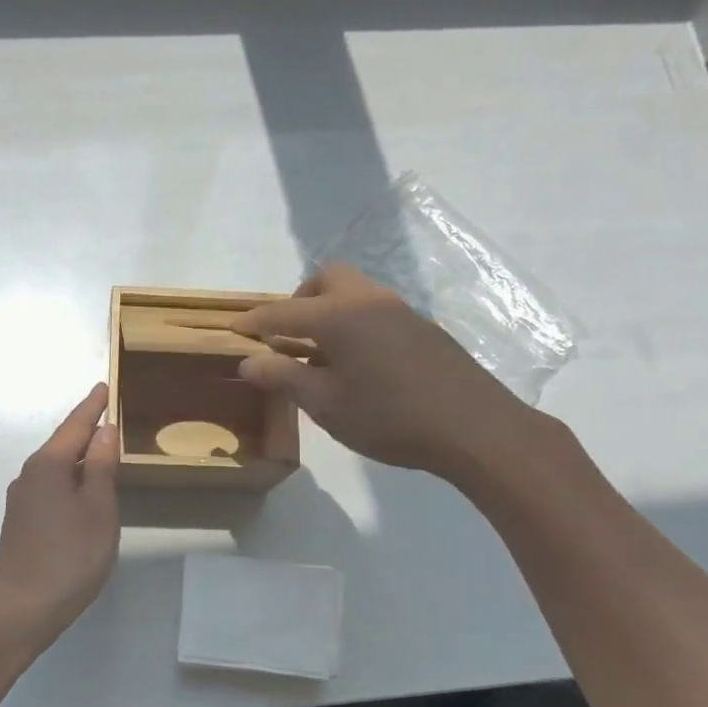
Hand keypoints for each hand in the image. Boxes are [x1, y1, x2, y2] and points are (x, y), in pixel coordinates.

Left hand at [0, 383, 120, 636]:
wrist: (25, 606)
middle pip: (61, 444)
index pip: (75, 426)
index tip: (104, 387)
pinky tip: (80, 489)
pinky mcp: (20, 521)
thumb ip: (101, 466)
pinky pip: (48, 486)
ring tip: (99, 450)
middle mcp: (29, 475)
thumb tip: (104, 430)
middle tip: (107, 414)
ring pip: (54, 466)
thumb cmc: (71, 555)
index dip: (92, 407)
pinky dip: (67, 478)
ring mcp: (20, 499)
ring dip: (76, 455)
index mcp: (48, 465)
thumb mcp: (98, 507)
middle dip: (84, 429)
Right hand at [233, 264, 553, 486]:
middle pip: (326, 279)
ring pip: (354, 293)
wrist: (473, 427)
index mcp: (338, 315)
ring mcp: (400, 311)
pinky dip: (355, 325)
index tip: (234, 330)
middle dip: (299, 301)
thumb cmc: (389, 417)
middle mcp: (368, 300)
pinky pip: (375, 311)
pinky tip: (359, 365)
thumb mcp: (325, 404)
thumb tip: (247, 360)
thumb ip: (283, 377)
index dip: (254, 322)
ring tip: (321, 355)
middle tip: (288, 337)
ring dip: (329, 312)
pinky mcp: (422, 328)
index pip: (282, 312)